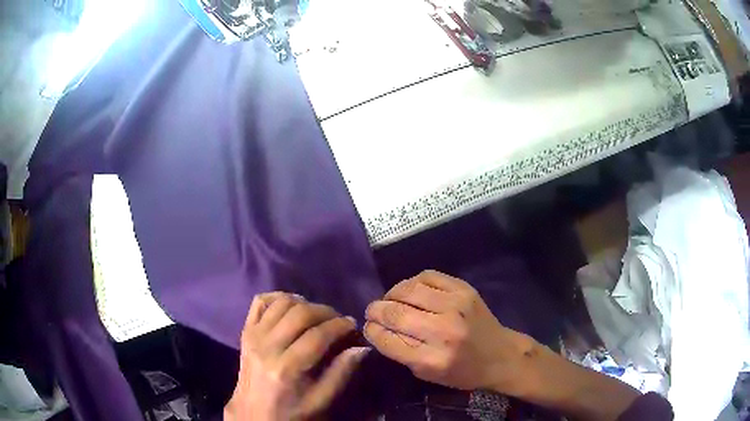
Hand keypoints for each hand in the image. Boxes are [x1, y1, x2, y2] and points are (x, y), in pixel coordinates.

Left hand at [225, 293, 369, 420]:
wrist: (253, 413)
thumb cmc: (290, 411)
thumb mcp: (320, 401)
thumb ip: (341, 373)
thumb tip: (361, 348)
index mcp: (286, 368)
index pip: (317, 336)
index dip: (340, 326)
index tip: (353, 325)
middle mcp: (267, 347)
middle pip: (299, 313)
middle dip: (325, 311)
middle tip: (338, 319)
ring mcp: (253, 336)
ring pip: (281, 303)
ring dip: (304, 303)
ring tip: (317, 315)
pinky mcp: (245, 331)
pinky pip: (260, 302)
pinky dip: (277, 297)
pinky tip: (291, 306)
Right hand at [363, 271, 535, 392]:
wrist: (500, 355)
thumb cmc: (462, 372)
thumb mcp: (427, 374)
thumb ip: (400, 352)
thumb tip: (377, 328)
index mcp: (431, 359)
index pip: (387, 339)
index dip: (371, 331)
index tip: (368, 327)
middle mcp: (442, 331)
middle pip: (394, 313)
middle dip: (375, 311)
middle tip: (372, 312)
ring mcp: (455, 306)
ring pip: (407, 290)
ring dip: (390, 294)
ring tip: (389, 300)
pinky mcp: (464, 289)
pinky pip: (426, 276)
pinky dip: (412, 282)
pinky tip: (410, 291)